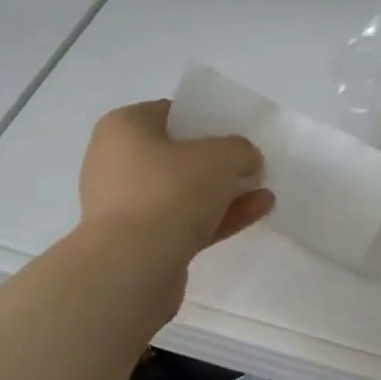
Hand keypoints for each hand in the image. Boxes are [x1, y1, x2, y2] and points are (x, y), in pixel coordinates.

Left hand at [79, 101, 274, 253]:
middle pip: (177, 156)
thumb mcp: (221, 156)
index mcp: (124, 128)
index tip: (237, 135)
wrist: (133, 265)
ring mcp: (125, 206)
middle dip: (218, 163)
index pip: (170, 114)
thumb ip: (240, 150)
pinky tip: (255, 213)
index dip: (207, 121)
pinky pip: (184, 222)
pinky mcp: (139, 243)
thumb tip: (245, 160)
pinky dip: (217, 217)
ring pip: (183, 192)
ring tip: (264, 194)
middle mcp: (117, 162)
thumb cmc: (171, 191)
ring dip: (224, 193)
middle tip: (251, 167)